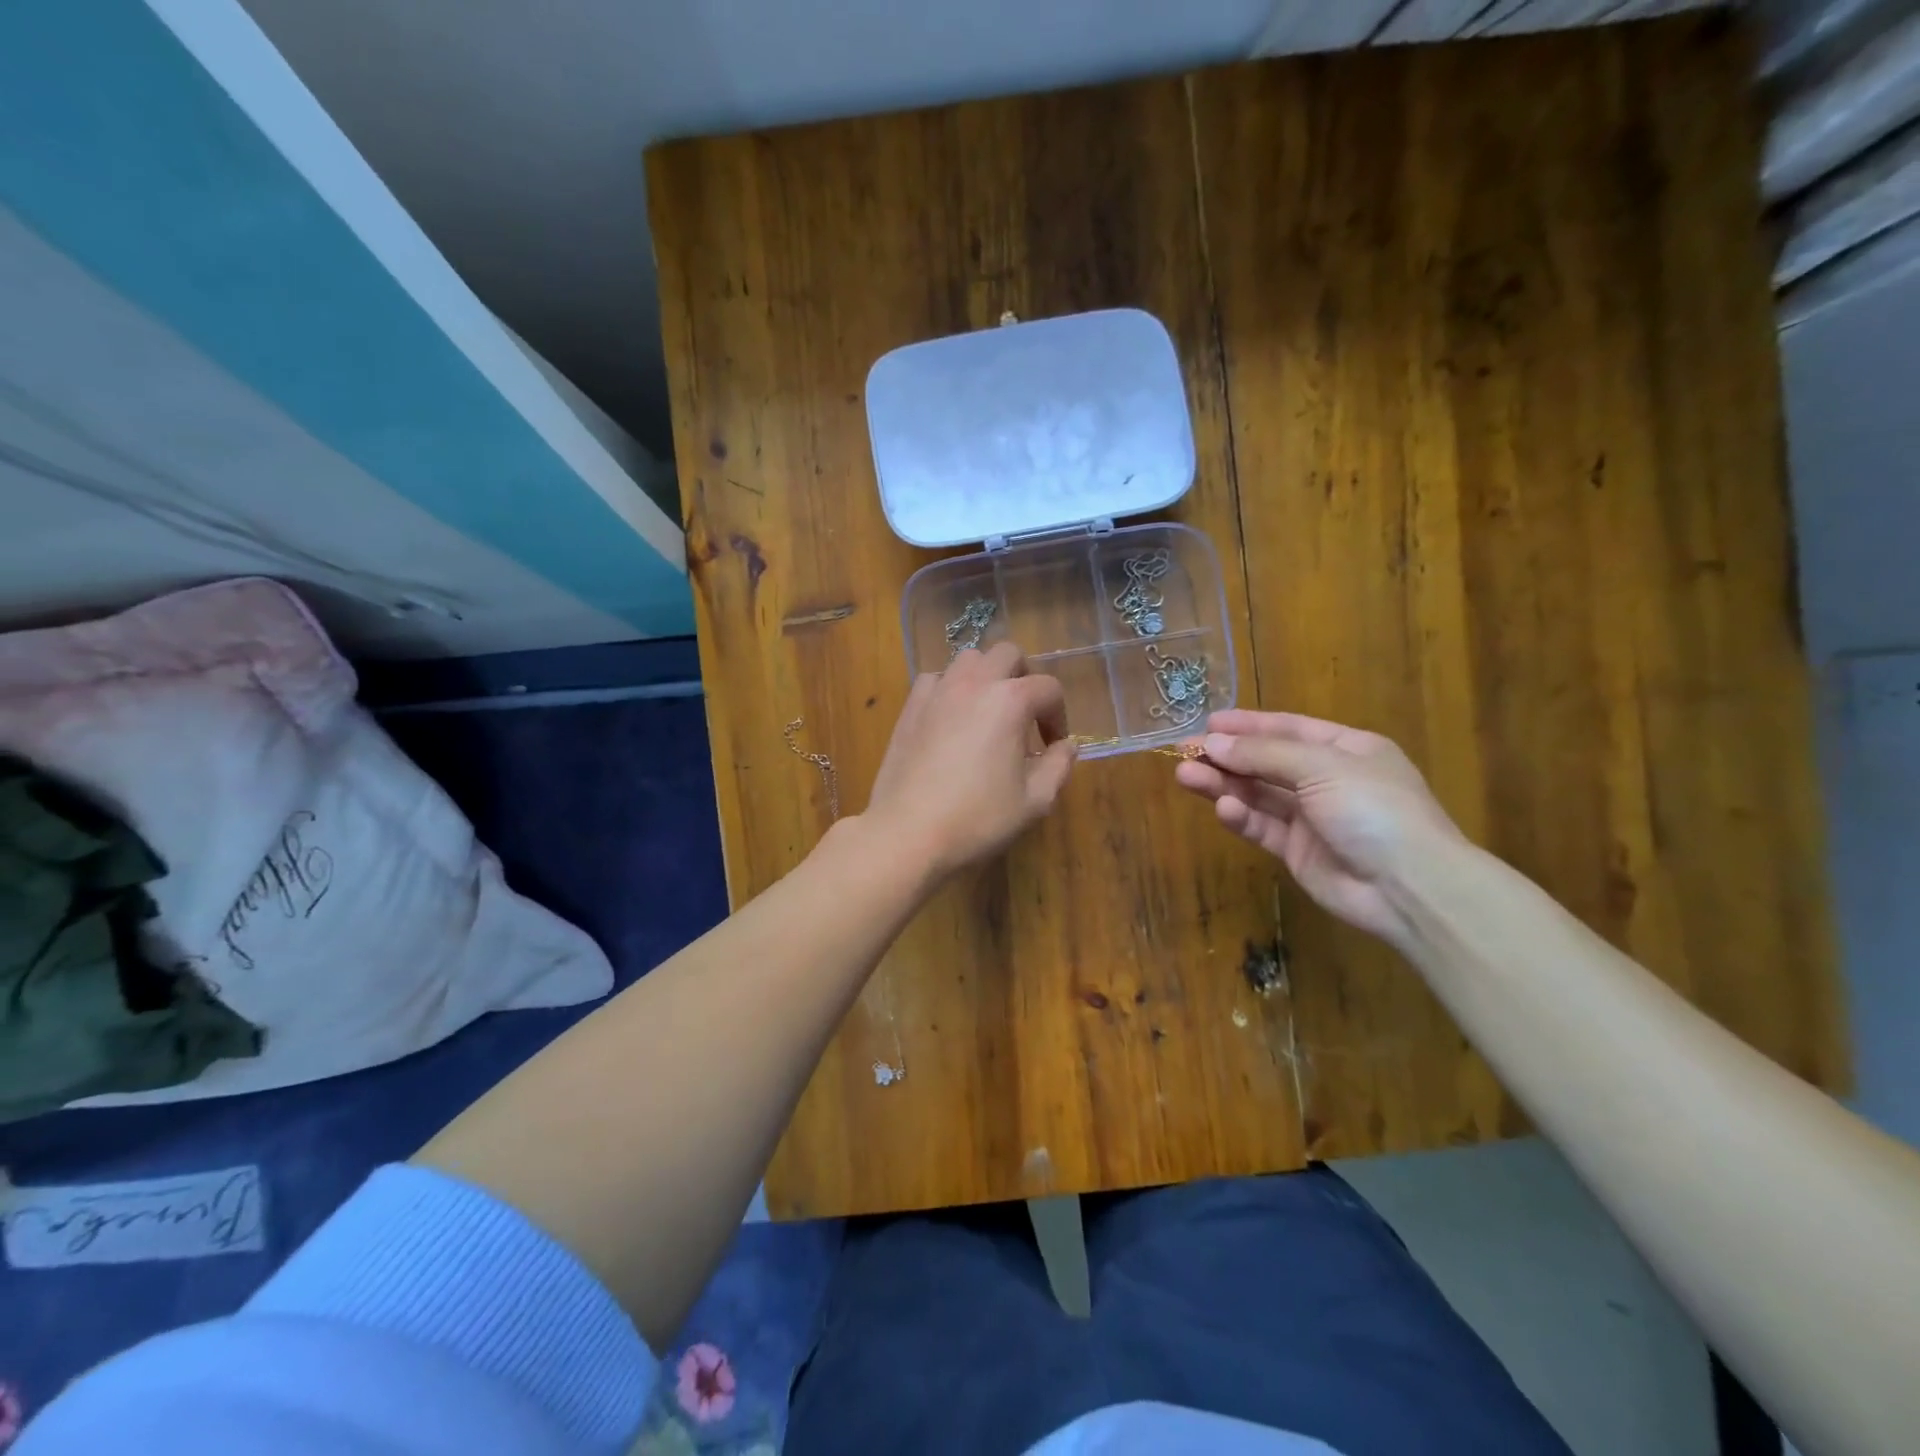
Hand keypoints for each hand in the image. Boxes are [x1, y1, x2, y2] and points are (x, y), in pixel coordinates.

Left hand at [863, 641, 1076, 880]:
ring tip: (988, 711)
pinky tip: (952, 718)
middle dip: (1025, 678)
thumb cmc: (978, 818)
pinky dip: (950, 688)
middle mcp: (974, 683)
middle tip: (1025, 715)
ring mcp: (938, 691)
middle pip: (1008, 654)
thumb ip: (1058, 766)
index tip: (1053, 745)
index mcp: (1010, 701)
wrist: (908, 831)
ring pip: (969, 659)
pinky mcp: (910, 706)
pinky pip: (936, 679)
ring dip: (986, 676)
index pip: (1048, 688)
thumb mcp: (1034, 801)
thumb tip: (1067, 746)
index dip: (1058, 716)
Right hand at [1174, 709, 1466, 943]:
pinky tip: (1223, 808)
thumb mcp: (1321, 767)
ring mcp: (1311, 817)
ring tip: (1185, 775)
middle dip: (1226, 755)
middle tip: (1183, 751)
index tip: (1207, 722)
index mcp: (1346, 749)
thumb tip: (1212, 742)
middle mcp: (1327, 779)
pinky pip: (1262, 826)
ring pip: (1257, 794)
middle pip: (1266, 761)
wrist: (1409, 887)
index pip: (1288, 728)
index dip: (1247, 725)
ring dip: (1223, 784)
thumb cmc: (1373, 808)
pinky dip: (1241, 816)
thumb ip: (1263, 754)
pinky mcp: (1297, 851)